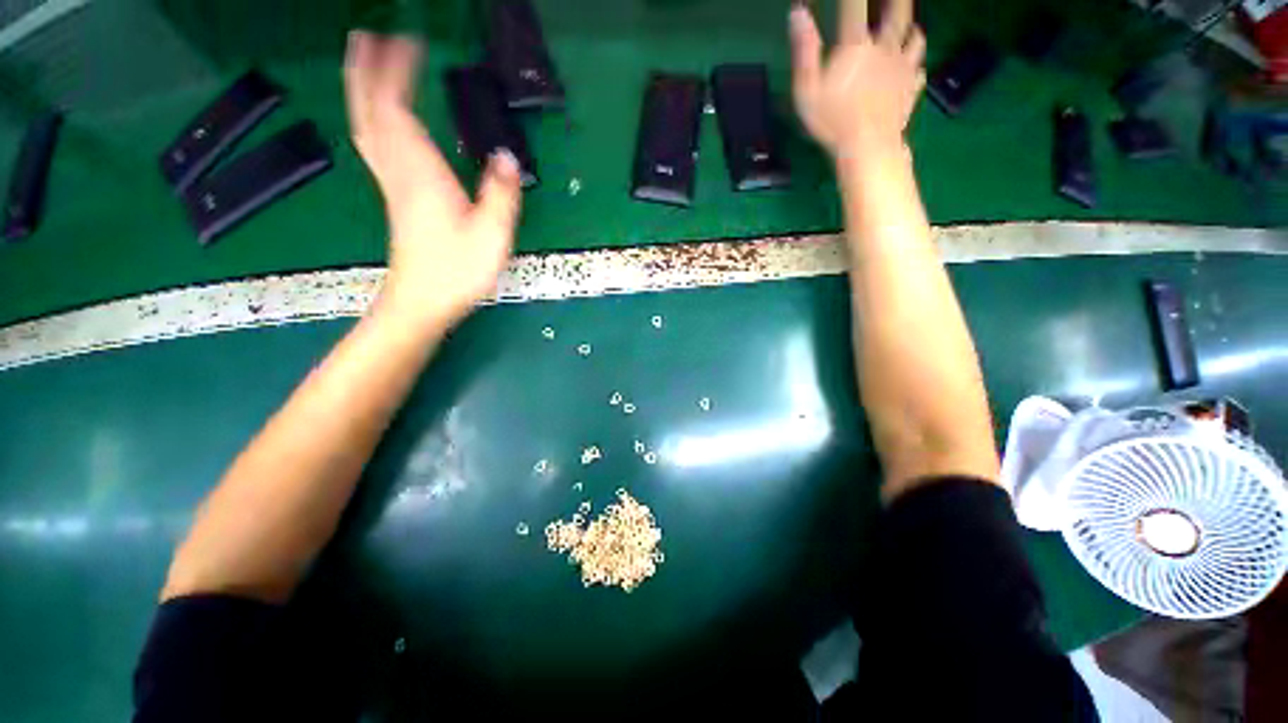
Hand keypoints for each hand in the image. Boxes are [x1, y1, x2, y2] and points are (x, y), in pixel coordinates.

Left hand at [344, 31, 522, 329]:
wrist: (422, 301)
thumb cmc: (457, 271)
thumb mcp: (491, 235)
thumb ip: (500, 195)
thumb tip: (507, 158)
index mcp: (421, 174)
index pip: (398, 108)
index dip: (397, 70)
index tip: (407, 39)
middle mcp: (399, 171)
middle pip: (372, 111)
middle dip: (367, 70)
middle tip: (369, 36)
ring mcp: (393, 185)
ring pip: (368, 126)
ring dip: (363, 90)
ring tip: (366, 62)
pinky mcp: (395, 198)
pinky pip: (375, 146)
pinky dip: (373, 121)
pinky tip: (381, 118)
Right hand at [789, 0, 925, 160]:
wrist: (867, 146)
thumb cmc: (832, 121)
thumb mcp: (806, 89)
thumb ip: (804, 50)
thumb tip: (798, 12)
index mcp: (856, 45)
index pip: (854, 5)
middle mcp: (885, 48)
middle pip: (898, 12)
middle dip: (897, 0)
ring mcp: (902, 67)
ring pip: (916, 36)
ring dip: (911, 28)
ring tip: (909, 27)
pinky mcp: (912, 88)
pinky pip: (920, 68)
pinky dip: (916, 64)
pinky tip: (913, 67)